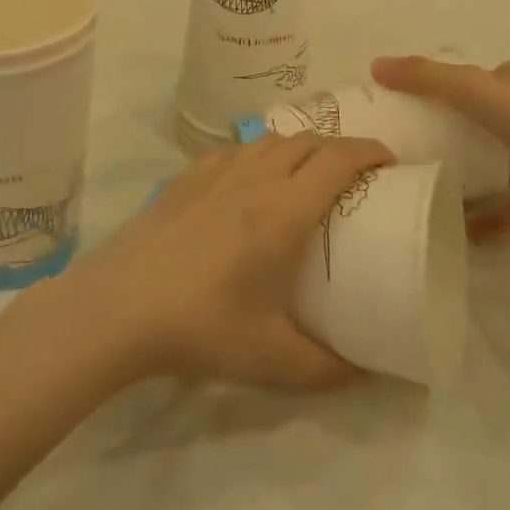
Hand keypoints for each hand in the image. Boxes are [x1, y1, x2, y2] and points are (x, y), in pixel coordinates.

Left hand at [41, 134, 394, 390]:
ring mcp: (217, 170)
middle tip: (356, 175)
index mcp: (284, 210)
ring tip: (308, 174)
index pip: (339, 158)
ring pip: (272, 138)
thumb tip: (367, 371)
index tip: (390, 164)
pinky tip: (252, 179)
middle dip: (341, 148)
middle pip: (310, 140)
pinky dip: (260, 152)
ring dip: (301, 146)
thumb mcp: (272, 359)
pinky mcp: (188, 174)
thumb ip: (326, 368)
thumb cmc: (201, 326)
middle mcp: (255, 177)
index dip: (370, 152)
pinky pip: (237, 148)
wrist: (119, 306)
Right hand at [371, 56, 509, 240]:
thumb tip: (376, 64)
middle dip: (463, 135)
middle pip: (493, 118)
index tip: (418, 113)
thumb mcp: (470, 91)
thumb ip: (425, 77)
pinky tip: (478, 230)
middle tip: (428, 154)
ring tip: (450, 195)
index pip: (477, 80)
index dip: (447, 91)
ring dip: (483, 176)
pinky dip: (503, 210)